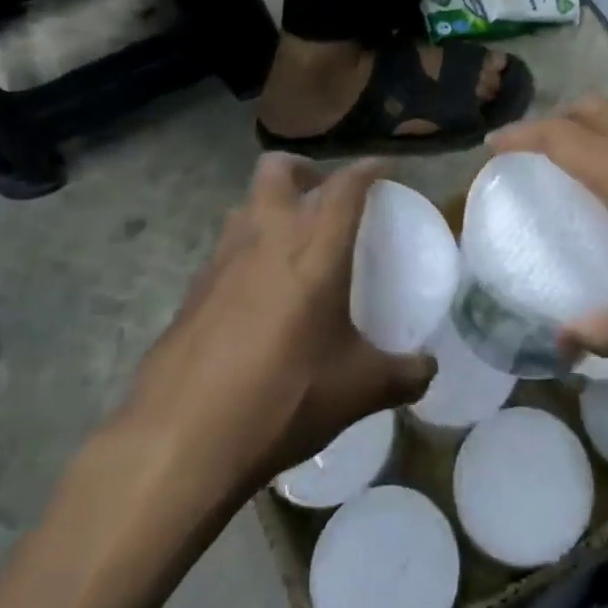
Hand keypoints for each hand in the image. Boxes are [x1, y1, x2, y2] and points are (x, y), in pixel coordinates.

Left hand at [118, 155, 434, 493]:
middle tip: (324, 198)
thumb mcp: (357, 389)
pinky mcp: (192, 289)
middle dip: (304, 170)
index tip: (383, 168)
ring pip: (246, 204)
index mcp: (315, 246)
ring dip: (270, 208)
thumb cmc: (283, 397)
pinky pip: (225, 248)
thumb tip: (428, 370)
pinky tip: (258, 296)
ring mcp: (221, 259)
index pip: (345, 185)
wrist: (180, 438)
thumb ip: (402, 374)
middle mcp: (266, 235)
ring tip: (292, 246)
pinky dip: (247, 252)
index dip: (367, 168)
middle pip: (278, 168)